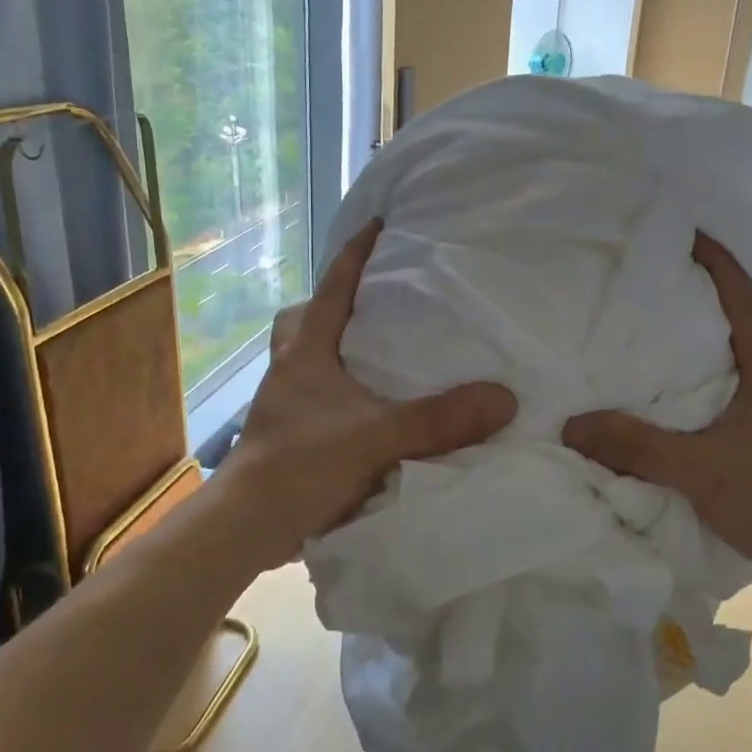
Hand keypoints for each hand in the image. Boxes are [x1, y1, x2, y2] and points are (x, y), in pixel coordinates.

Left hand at [222, 220, 517, 564]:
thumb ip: (438, 420)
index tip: (378, 223)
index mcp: (308, 353)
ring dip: (341, 351)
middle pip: (309, 319)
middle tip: (377, 300)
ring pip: (313, 360)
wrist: (247, 527)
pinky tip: (376, 410)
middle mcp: (293, 370)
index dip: (355, 254)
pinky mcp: (293, 437)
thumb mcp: (375, 438)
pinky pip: (324, 399)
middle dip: (336, 303)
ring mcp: (289, 405)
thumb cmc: (300, 466)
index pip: (333, 288)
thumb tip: (504, 398)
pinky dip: (347, 394)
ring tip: (383, 353)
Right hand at [561, 233, 751, 599]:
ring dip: (731, 340)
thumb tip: (572, 423)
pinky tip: (694, 400)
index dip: (718, 264)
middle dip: (731, 300)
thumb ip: (634, 444)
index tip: (688, 235)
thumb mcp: (695, 467)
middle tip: (686, 295)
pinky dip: (727, 378)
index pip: (744, 301)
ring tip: (685, 342)